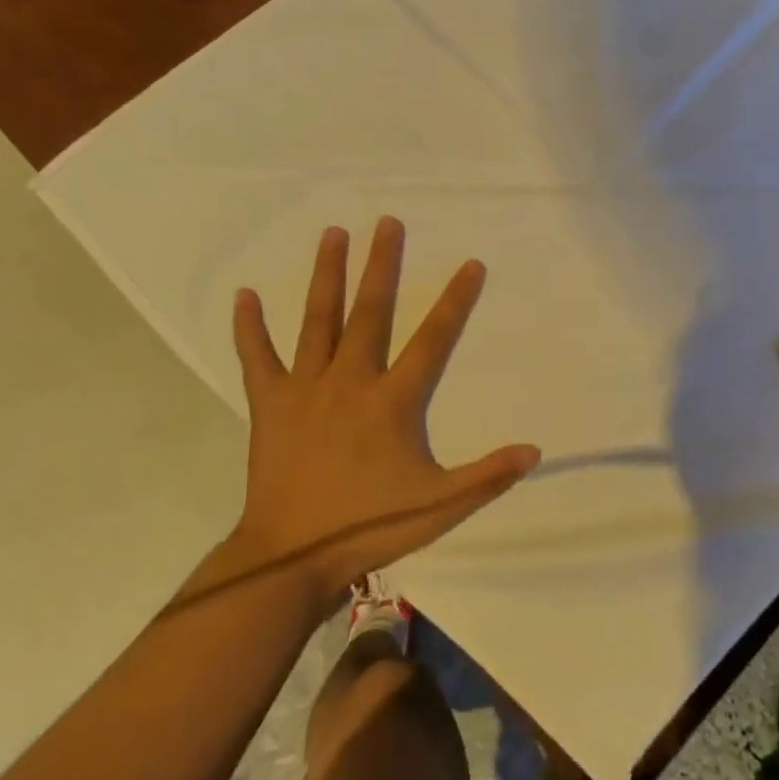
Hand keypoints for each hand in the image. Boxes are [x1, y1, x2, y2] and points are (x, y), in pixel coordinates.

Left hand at [231, 217, 539, 602]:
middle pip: (371, 312)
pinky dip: (249, 327)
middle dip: (382, 265)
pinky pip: (257, 358)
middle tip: (387, 222)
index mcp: (393, 401)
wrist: (291, 557)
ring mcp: (306, 388)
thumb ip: (488, 476)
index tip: (470, 264)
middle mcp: (351, 380)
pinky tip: (243, 294)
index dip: (455, 301)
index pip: (434, 340)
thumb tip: (535, 449)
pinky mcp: (270, 403)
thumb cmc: (369, 528)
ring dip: (327, 275)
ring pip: (318, 320)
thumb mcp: (440, 507)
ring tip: (333, 233)